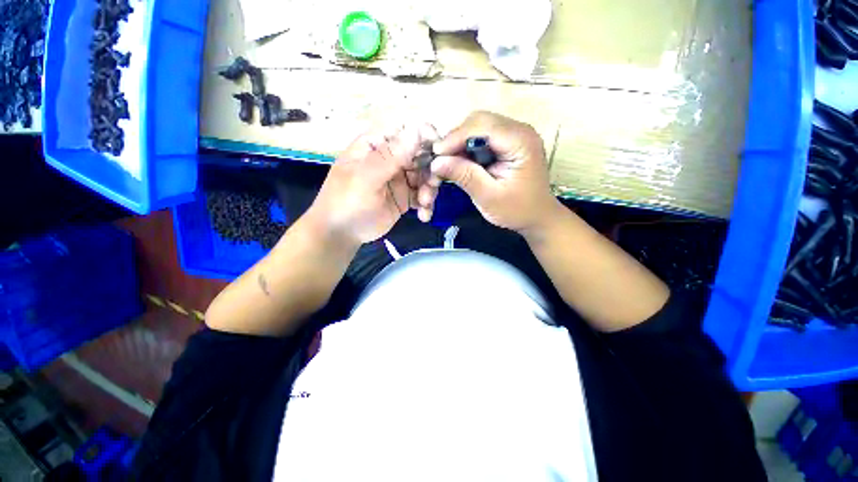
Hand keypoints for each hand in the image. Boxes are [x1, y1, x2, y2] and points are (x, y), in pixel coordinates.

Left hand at [307, 124, 439, 245]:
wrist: (341, 234)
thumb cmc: (346, 202)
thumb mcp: (365, 179)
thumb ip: (390, 157)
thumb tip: (417, 130)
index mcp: (377, 145)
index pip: (404, 131)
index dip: (424, 136)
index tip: (439, 150)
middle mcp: (391, 159)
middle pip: (421, 155)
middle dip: (430, 170)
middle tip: (432, 185)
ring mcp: (399, 179)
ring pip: (425, 177)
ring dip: (429, 189)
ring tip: (425, 204)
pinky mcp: (405, 198)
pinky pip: (422, 196)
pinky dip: (426, 205)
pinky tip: (424, 215)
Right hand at [430, 111, 561, 232]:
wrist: (537, 217)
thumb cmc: (516, 210)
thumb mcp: (488, 197)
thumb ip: (464, 176)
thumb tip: (436, 162)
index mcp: (521, 141)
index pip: (482, 126)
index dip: (455, 137)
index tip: (435, 154)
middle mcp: (519, 130)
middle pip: (479, 121)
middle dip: (456, 139)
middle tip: (440, 159)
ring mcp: (514, 134)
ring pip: (478, 127)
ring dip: (460, 143)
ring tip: (448, 162)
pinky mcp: (508, 142)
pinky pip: (482, 137)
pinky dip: (467, 148)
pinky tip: (460, 162)